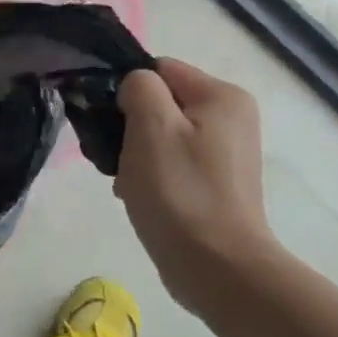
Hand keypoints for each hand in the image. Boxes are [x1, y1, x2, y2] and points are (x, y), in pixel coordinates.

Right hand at [115, 60, 279, 308]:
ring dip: (136, 152)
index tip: (106, 121)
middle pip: (160, 102)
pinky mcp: (216, 183)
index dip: (125, 90)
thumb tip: (133, 87)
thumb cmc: (180, 191)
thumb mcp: (151, 125)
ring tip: (124, 180)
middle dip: (129, 125)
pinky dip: (150, 173)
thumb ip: (138, 88)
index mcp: (222, 96)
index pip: (159, 69)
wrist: (216, 267)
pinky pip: (172, 162)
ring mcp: (226, 153)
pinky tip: (138, 195)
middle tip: (113, 156)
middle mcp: (231, 118)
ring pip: (161, 134)